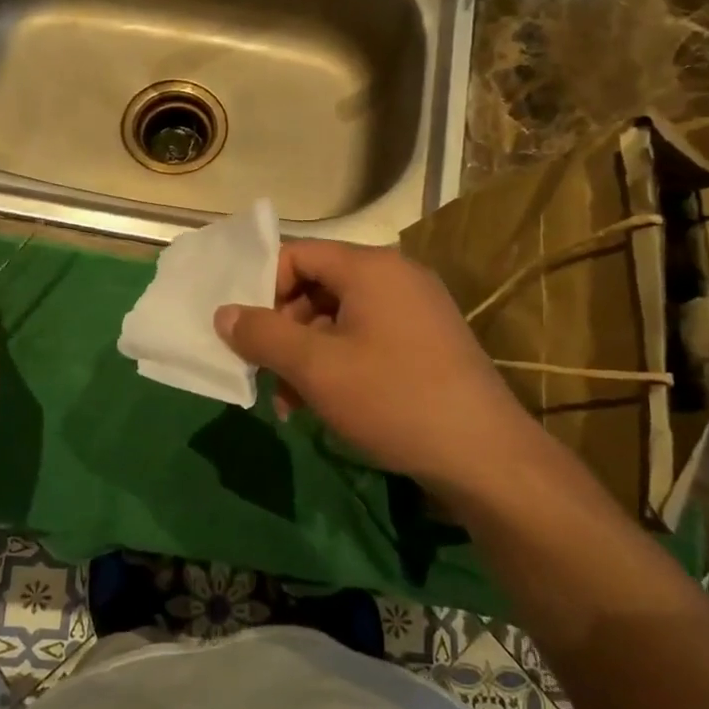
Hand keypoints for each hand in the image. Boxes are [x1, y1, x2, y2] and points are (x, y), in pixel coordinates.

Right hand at [213, 240, 545, 494]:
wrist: (484, 455)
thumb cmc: (393, 398)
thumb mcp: (316, 367)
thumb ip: (263, 334)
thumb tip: (224, 313)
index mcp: (371, 267)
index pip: (297, 254)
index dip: (263, 288)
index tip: (245, 332)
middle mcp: (396, 277)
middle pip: (318, 286)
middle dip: (284, 330)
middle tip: (266, 373)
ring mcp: (417, 310)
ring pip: (340, 319)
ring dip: (307, 355)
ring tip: (291, 405)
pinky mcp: (428, 342)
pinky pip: (367, 338)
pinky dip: (339, 364)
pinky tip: (325, 405)